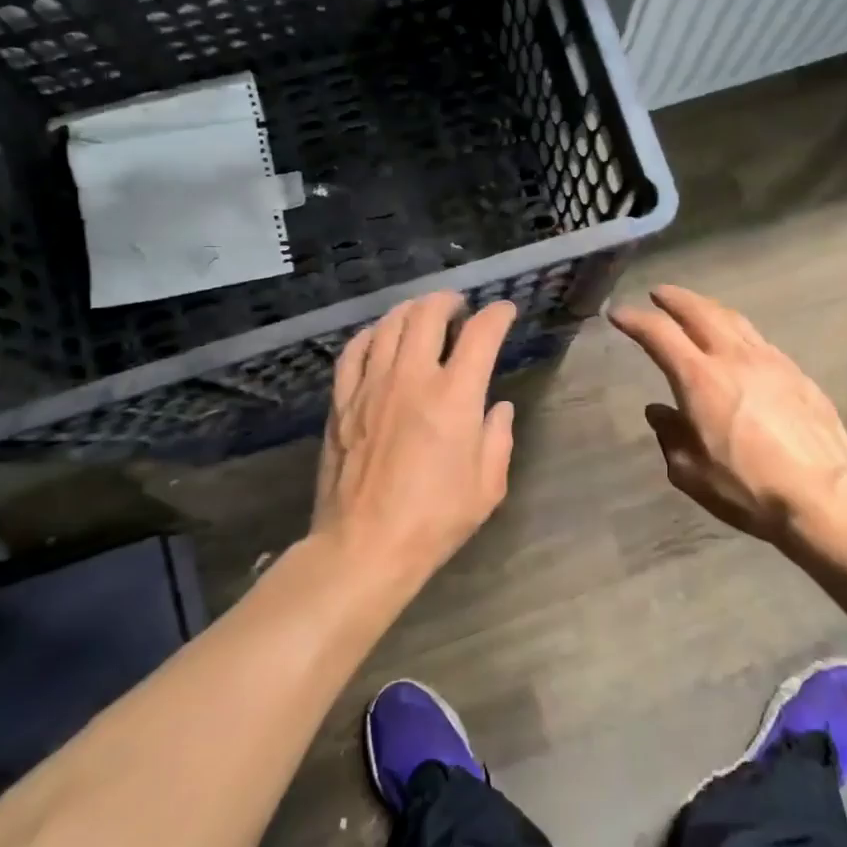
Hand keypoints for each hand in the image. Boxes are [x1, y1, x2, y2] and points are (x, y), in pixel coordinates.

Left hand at [312, 292, 517, 588]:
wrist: (364, 546)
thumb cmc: (434, 520)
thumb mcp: (487, 487)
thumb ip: (498, 439)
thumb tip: (498, 408)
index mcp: (454, 397)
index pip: (480, 335)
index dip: (497, 315)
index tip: (504, 311)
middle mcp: (411, 378)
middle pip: (427, 314)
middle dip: (448, 301)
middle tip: (459, 307)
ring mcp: (371, 386)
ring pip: (389, 324)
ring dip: (411, 310)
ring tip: (422, 314)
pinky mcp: (342, 401)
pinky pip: (354, 351)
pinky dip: (372, 335)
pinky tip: (380, 338)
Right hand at [610, 286, 846, 560]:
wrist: (823, 497)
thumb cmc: (746, 488)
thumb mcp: (690, 472)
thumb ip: (670, 435)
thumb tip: (659, 412)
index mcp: (700, 379)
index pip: (660, 335)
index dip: (636, 320)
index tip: (619, 313)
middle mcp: (735, 359)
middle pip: (701, 312)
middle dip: (676, 299)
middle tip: (660, 294)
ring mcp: (772, 363)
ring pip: (736, 320)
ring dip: (710, 309)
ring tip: (698, 309)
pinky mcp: (799, 376)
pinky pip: (762, 342)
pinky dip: (740, 334)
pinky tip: (741, 346)